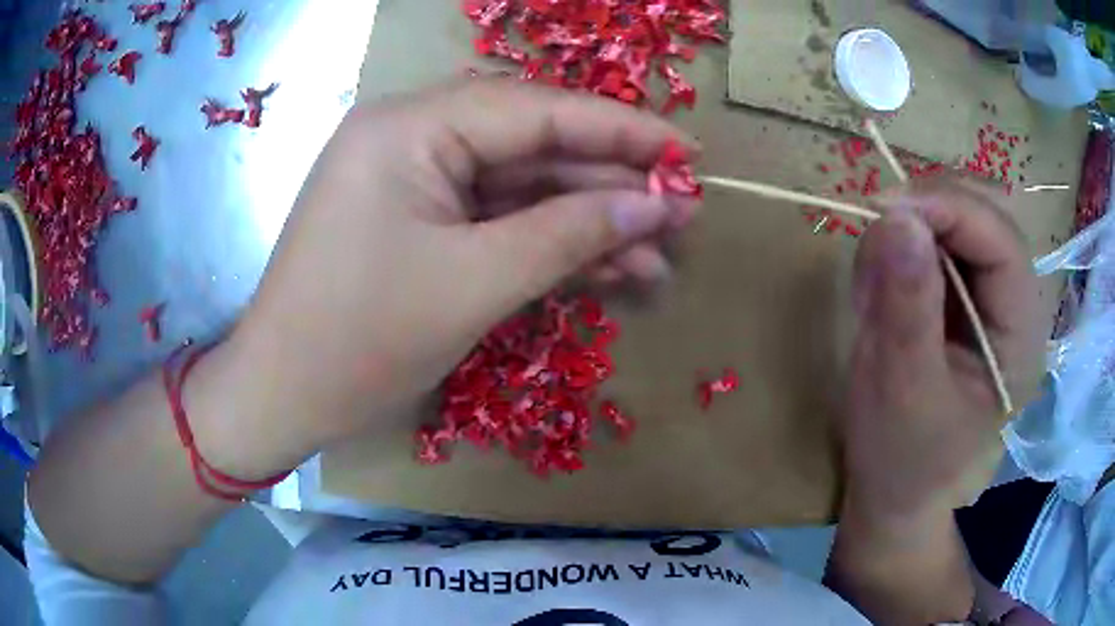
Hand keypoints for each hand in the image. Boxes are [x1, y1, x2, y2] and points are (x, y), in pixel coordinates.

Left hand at [220, 79, 696, 463]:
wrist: (283, 396)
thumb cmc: (360, 342)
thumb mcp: (475, 284)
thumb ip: (570, 234)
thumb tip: (656, 206)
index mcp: (408, 126)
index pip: (537, 109)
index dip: (621, 129)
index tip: (688, 151)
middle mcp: (409, 134)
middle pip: (532, 143)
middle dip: (609, 181)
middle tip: (682, 208)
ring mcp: (412, 178)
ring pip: (519, 186)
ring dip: (587, 220)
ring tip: (659, 253)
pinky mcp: (416, 219)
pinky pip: (494, 217)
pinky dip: (548, 241)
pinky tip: (608, 266)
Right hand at [841, 174, 1044, 521]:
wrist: (895, 495)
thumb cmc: (903, 460)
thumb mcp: (901, 391)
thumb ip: (907, 306)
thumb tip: (895, 217)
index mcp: (1021, 337)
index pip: (1001, 242)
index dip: (949, 209)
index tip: (884, 208)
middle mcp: (1015, 306)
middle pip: (984, 219)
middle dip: (928, 214)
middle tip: (876, 232)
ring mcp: (990, 300)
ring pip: (956, 223)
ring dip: (909, 236)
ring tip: (874, 291)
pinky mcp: (964, 300)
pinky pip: (935, 245)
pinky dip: (901, 254)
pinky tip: (882, 295)